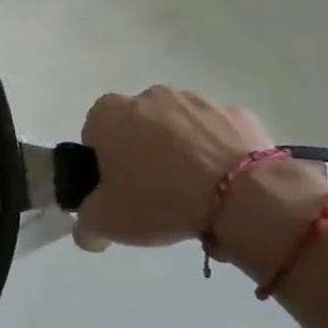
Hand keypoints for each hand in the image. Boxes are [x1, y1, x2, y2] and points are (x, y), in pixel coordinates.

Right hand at [72, 86, 274, 249]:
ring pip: (179, 128)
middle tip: (154, 193)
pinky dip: (218, 154)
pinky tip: (225, 186)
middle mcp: (149, 96)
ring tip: (195, 194)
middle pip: (137, 127)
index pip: (94, 134)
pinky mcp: (237, 115)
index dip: (103, 163)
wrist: (242, 196)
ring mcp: (197, 101)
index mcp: (109, 114)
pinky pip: (218, 135)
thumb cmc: (158, 199)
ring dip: (181, 152)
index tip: (118, 189)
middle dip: (143, 153)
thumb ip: (85, 223)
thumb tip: (88, 230)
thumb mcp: (105, 222)